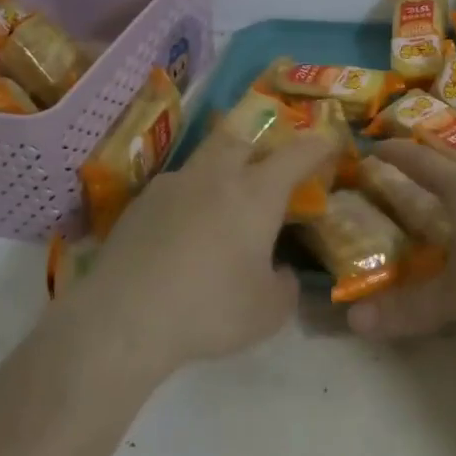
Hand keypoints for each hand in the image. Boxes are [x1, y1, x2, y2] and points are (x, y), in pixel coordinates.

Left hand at [64, 130, 336, 383]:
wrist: (124, 318)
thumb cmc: (210, 309)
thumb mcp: (268, 312)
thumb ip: (285, 286)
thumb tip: (280, 272)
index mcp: (256, 192)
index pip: (296, 154)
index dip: (318, 145)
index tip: (331, 140)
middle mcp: (216, 174)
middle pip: (244, 138)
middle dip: (263, 144)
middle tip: (271, 165)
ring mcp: (174, 183)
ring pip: (206, 158)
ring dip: (223, 168)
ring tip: (225, 200)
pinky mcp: (141, 202)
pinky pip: (177, 187)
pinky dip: (191, 197)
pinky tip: (185, 231)